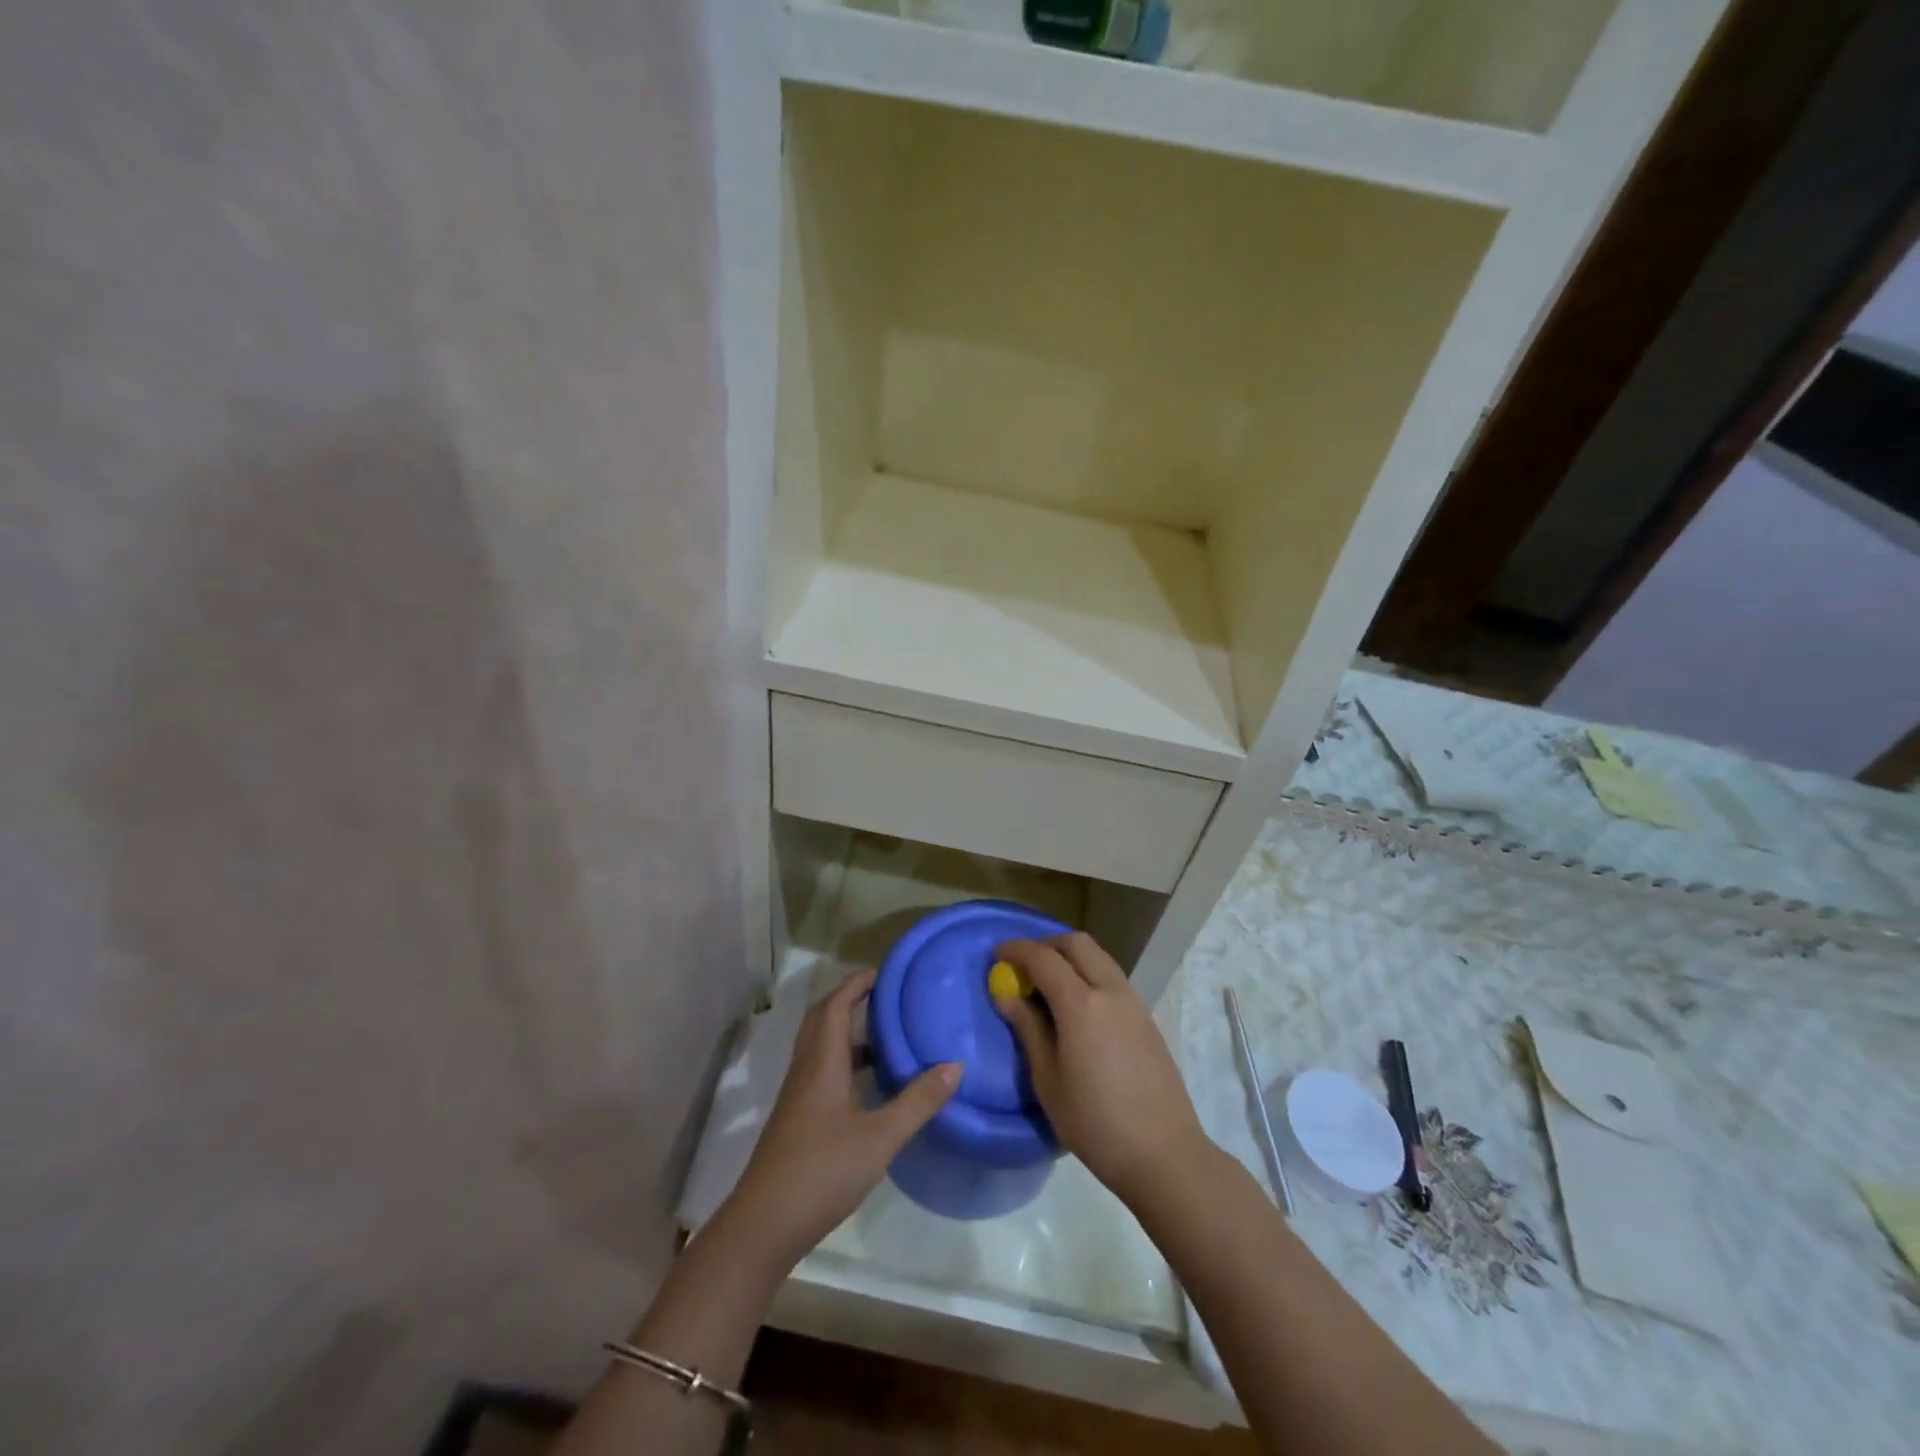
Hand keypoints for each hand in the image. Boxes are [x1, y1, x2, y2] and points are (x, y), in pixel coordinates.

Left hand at [724, 968, 959, 1268]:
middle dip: (849, 1000)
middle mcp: (806, 1070)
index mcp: (822, 1062)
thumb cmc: (823, 1169)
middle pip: (822, 1020)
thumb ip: (918, 1101)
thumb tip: (955, 1065)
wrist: (765, 1223)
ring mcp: (798, 1096)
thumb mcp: (881, 1136)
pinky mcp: (798, 1119)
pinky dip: (845, 1063)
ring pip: (821, 1048)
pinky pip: (822, 1072)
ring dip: (848, 1033)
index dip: (856, 984)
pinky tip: (870, 1086)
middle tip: (884, 996)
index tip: (884, 972)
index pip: (835, 1005)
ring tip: (887, 1036)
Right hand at [993, 934, 1209, 1204]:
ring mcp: (1133, 1002)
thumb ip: (1028, 1030)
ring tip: (1047, 987)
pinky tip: (1077, 1009)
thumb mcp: (1048, 1081)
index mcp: (1081, 1004)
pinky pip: (1112, 978)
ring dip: (1070, 958)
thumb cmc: (1095, 1123)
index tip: (996, 955)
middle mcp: (1110, 991)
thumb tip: (1007, 996)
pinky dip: (1088, 975)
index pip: (1043, 958)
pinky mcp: (1146, 1018)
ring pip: (1098, 957)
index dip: (1016, 950)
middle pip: (1077, 944)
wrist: (1164, 1154)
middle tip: (1023, 967)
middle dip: (1046, 945)